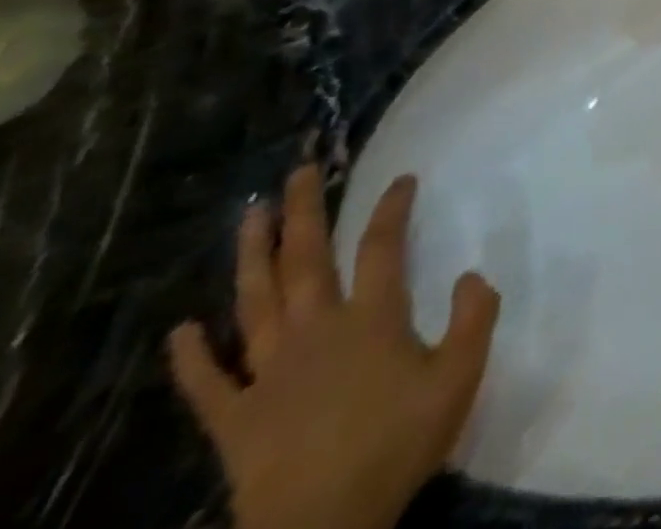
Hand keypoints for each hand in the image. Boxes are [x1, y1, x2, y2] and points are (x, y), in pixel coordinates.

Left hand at [169, 165, 499, 528]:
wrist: (322, 528)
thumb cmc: (398, 442)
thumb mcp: (460, 376)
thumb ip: (474, 317)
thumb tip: (471, 272)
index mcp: (372, 318)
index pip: (382, 246)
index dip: (392, 207)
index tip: (402, 177)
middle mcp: (316, 331)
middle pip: (305, 260)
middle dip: (303, 211)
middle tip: (299, 171)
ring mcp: (268, 374)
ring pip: (254, 303)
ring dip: (250, 257)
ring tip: (248, 216)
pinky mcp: (235, 418)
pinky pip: (207, 383)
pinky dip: (191, 356)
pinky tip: (181, 330)